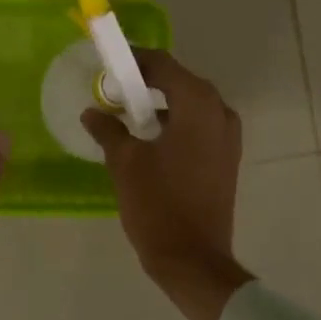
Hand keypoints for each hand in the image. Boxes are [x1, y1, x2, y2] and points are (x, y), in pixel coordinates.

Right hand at [81, 50, 252, 319]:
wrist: (193, 259)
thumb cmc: (158, 205)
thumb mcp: (125, 163)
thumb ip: (108, 129)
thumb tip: (92, 112)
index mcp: (197, 104)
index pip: (162, 64)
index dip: (133, 60)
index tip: (107, 63)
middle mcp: (220, 112)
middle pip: (179, 81)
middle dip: (145, 82)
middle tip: (112, 90)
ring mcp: (228, 136)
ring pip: (190, 104)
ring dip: (160, 104)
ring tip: (126, 115)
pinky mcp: (227, 157)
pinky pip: (198, 126)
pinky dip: (175, 123)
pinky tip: (149, 139)